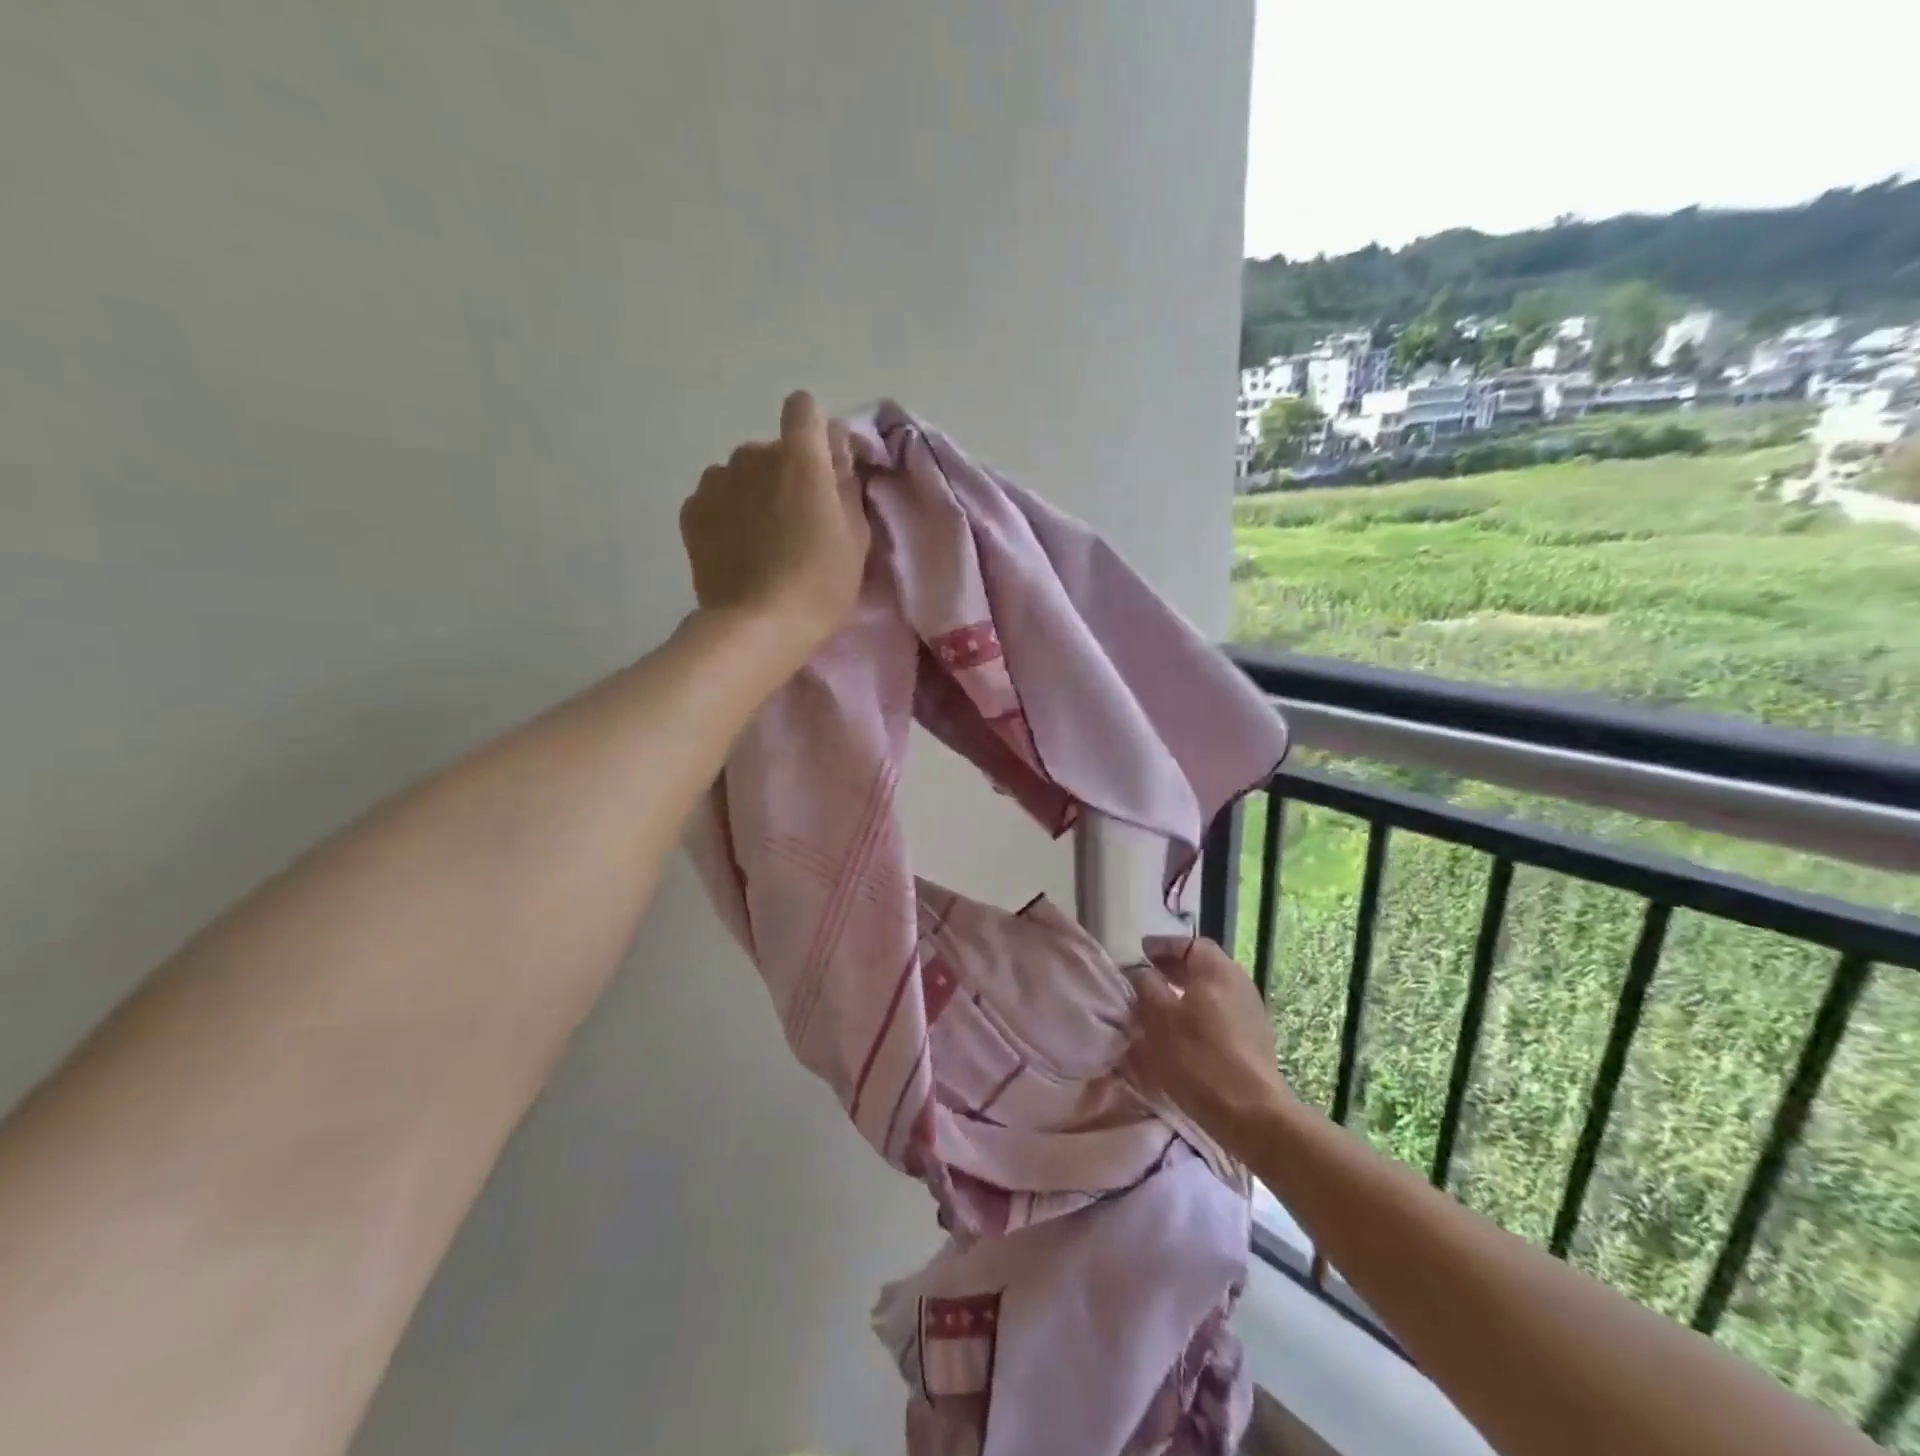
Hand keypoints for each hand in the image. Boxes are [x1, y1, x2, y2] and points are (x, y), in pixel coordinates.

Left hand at [680, 391, 869, 661]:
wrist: (757, 626)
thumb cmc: (820, 584)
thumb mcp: (855, 538)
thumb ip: (846, 486)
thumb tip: (837, 455)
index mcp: (800, 457)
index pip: (804, 409)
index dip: (815, 433)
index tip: (824, 467)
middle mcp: (753, 455)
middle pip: (773, 450)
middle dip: (787, 475)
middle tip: (798, 523)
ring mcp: (716, 480)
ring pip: (742, 474)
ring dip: (754, 493)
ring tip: (763, 541)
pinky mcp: (692, 509)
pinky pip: (717, 498)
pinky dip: (728, 514)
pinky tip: (737, 550)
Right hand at [1122, 936, 1293, 1150]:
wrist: (1252, 1113)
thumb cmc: (1198, 1057)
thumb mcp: (1158, 1018)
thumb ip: (1146, 987)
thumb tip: (1141, 973)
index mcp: (1216, 969)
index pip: (1189, 943)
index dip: (1163, 946)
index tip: (1141, 953)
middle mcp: (1238, 981)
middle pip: (1202, 965)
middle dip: (1173, 968)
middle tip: (1147, 977)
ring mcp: (1251, 1010)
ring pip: (1212, 990)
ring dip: (1186, 992)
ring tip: (1160, 1007)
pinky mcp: (1255, 1038)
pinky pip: (1221, 1012)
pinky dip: (1199, 1012)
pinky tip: (1183, 1032)